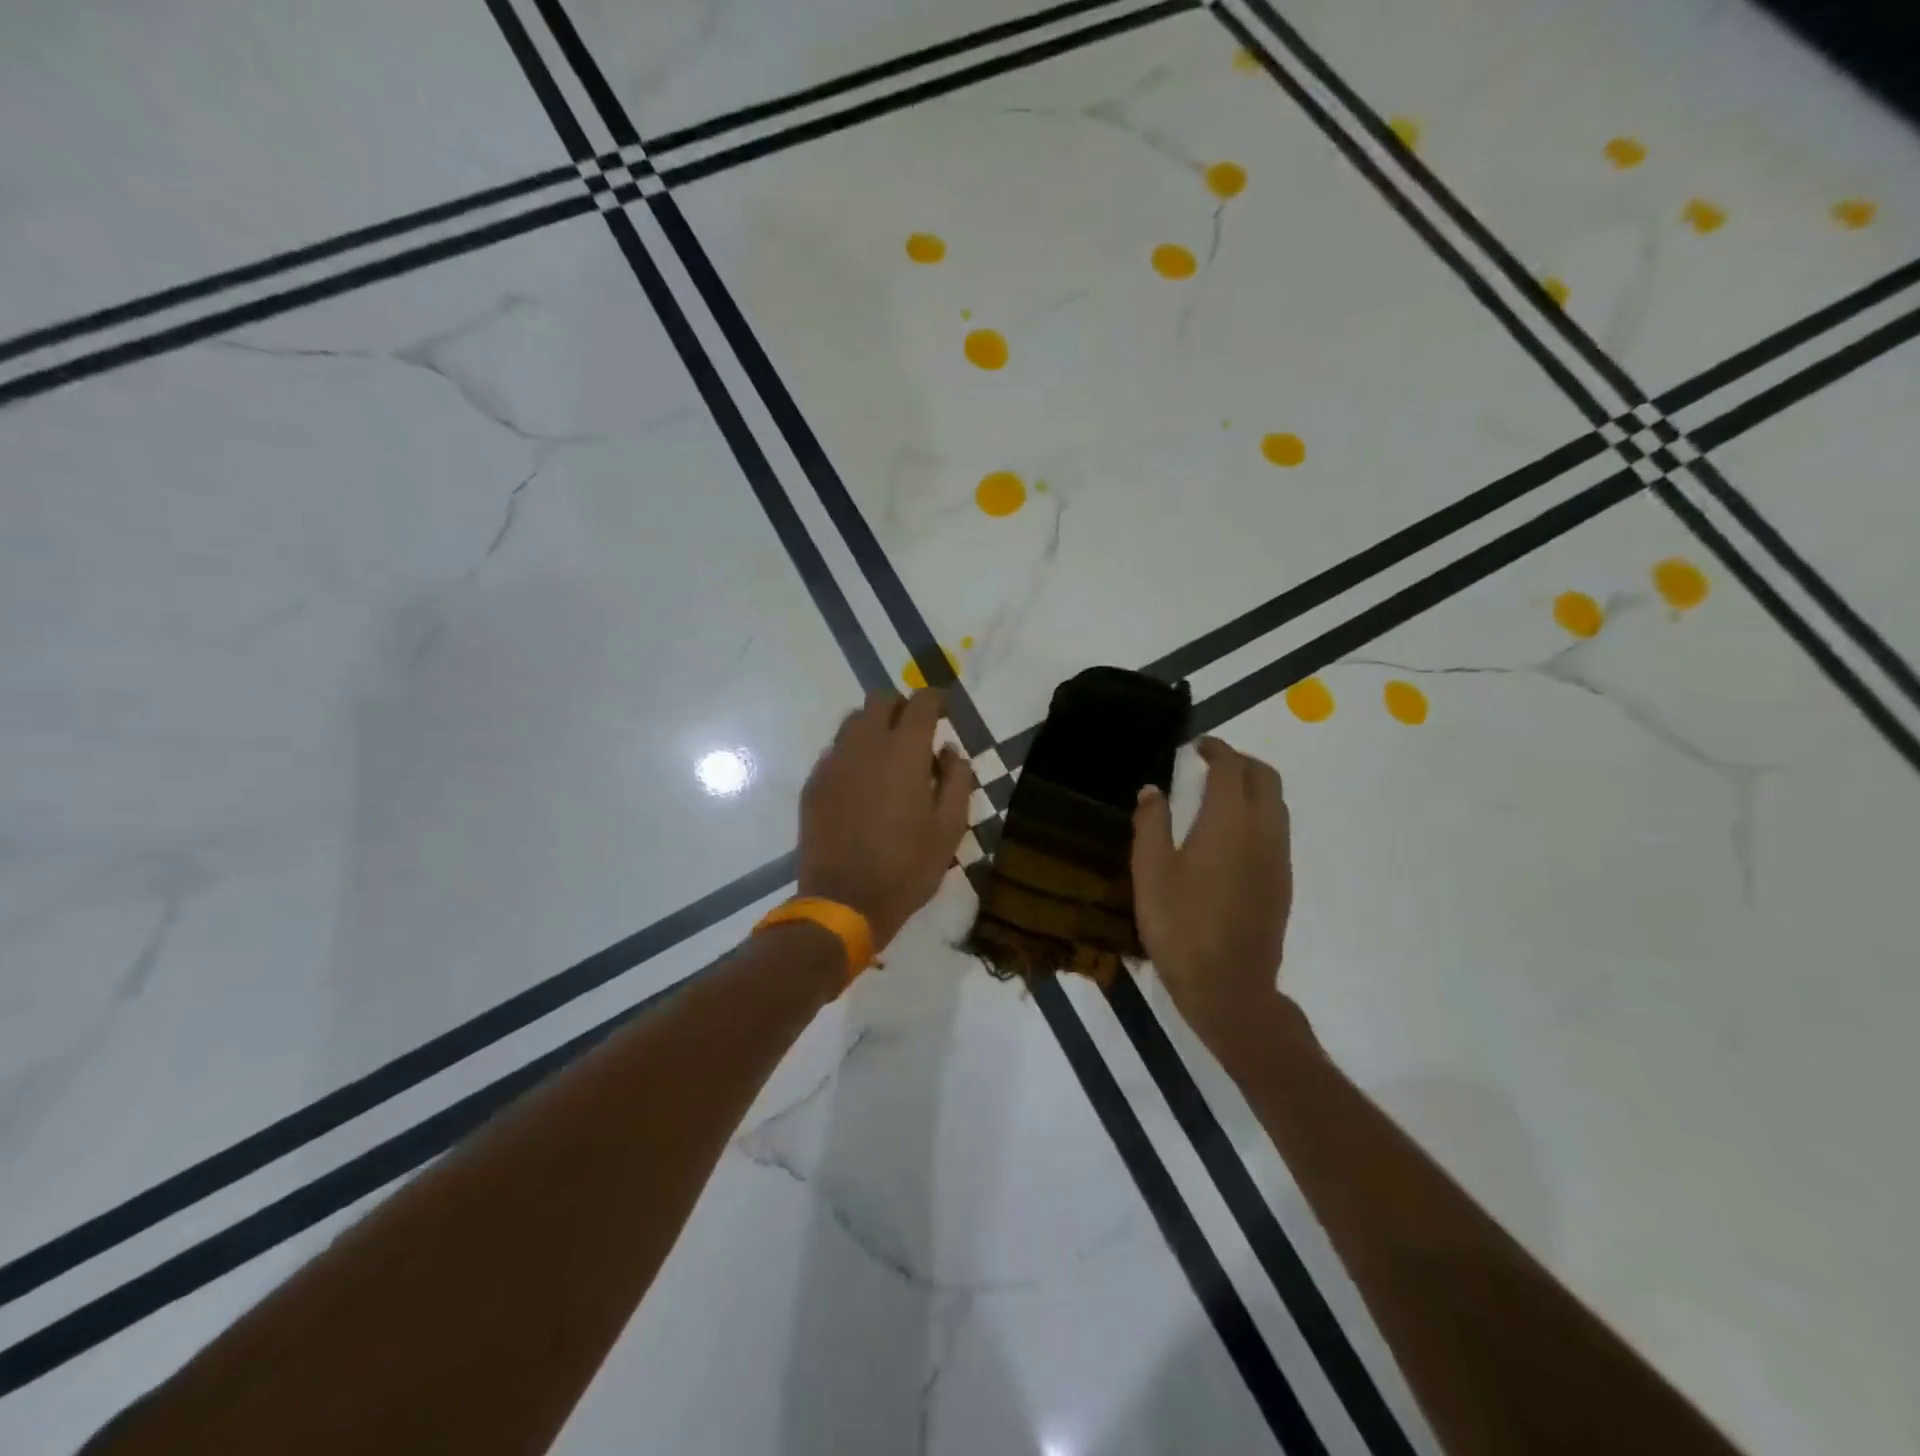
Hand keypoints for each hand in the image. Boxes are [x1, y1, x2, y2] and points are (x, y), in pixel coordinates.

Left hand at [798, 689, 973, 951]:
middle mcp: (865, 745)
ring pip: (853, 722)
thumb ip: (957, 780)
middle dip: (902, 707)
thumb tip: (949, 751)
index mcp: (904, 752)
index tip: (945, 712)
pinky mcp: (814, 783)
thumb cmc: (907, 868)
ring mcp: (834, 763)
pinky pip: (836, 751)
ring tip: (889, 758)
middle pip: (880, 700)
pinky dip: (854, 753)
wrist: (844, 902)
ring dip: (875, 727)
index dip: (936, 700)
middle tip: (917, 733)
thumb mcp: (950, 829)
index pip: (920, 702)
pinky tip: (863, 784)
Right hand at [1131, 736, 1293, 1044]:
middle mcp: (1263, 831)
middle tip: (1211, 763)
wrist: (1230, 987)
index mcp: (1229, 822)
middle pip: (1265, 778)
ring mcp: (1278, 857)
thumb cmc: (1181, 926)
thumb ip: (1151, 824)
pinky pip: (1278, 829)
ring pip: (1277, 803)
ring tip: (1220, 793)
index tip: (1199, 746)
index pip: (1232, 768)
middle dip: (1241, 762)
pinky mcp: (1282, 881)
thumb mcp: (1151, 872)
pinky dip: (1259, 813)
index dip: (1217, 750)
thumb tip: (1152, 789)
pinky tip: (1231, 833)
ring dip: (1254, 786)